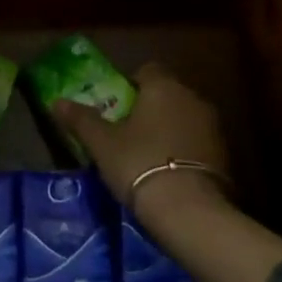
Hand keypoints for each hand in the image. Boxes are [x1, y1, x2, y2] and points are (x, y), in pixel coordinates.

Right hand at [55, 64, 233, 230]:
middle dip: (151, 108)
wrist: (189, 211)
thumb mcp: (102, 143)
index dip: (131, 84)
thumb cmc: (139, 164)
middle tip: (128, 132)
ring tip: (148, 156)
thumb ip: (81, 119)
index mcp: (163, 86)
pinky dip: (185, 151)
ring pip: (185, 118)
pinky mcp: (226, 156)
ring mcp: (213, 127)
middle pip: (168, 94)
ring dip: (170, 130)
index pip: (147, 70)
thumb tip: (55, 101)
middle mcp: (192, 98)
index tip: (117, 105)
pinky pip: (198, 143)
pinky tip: (170, 174)